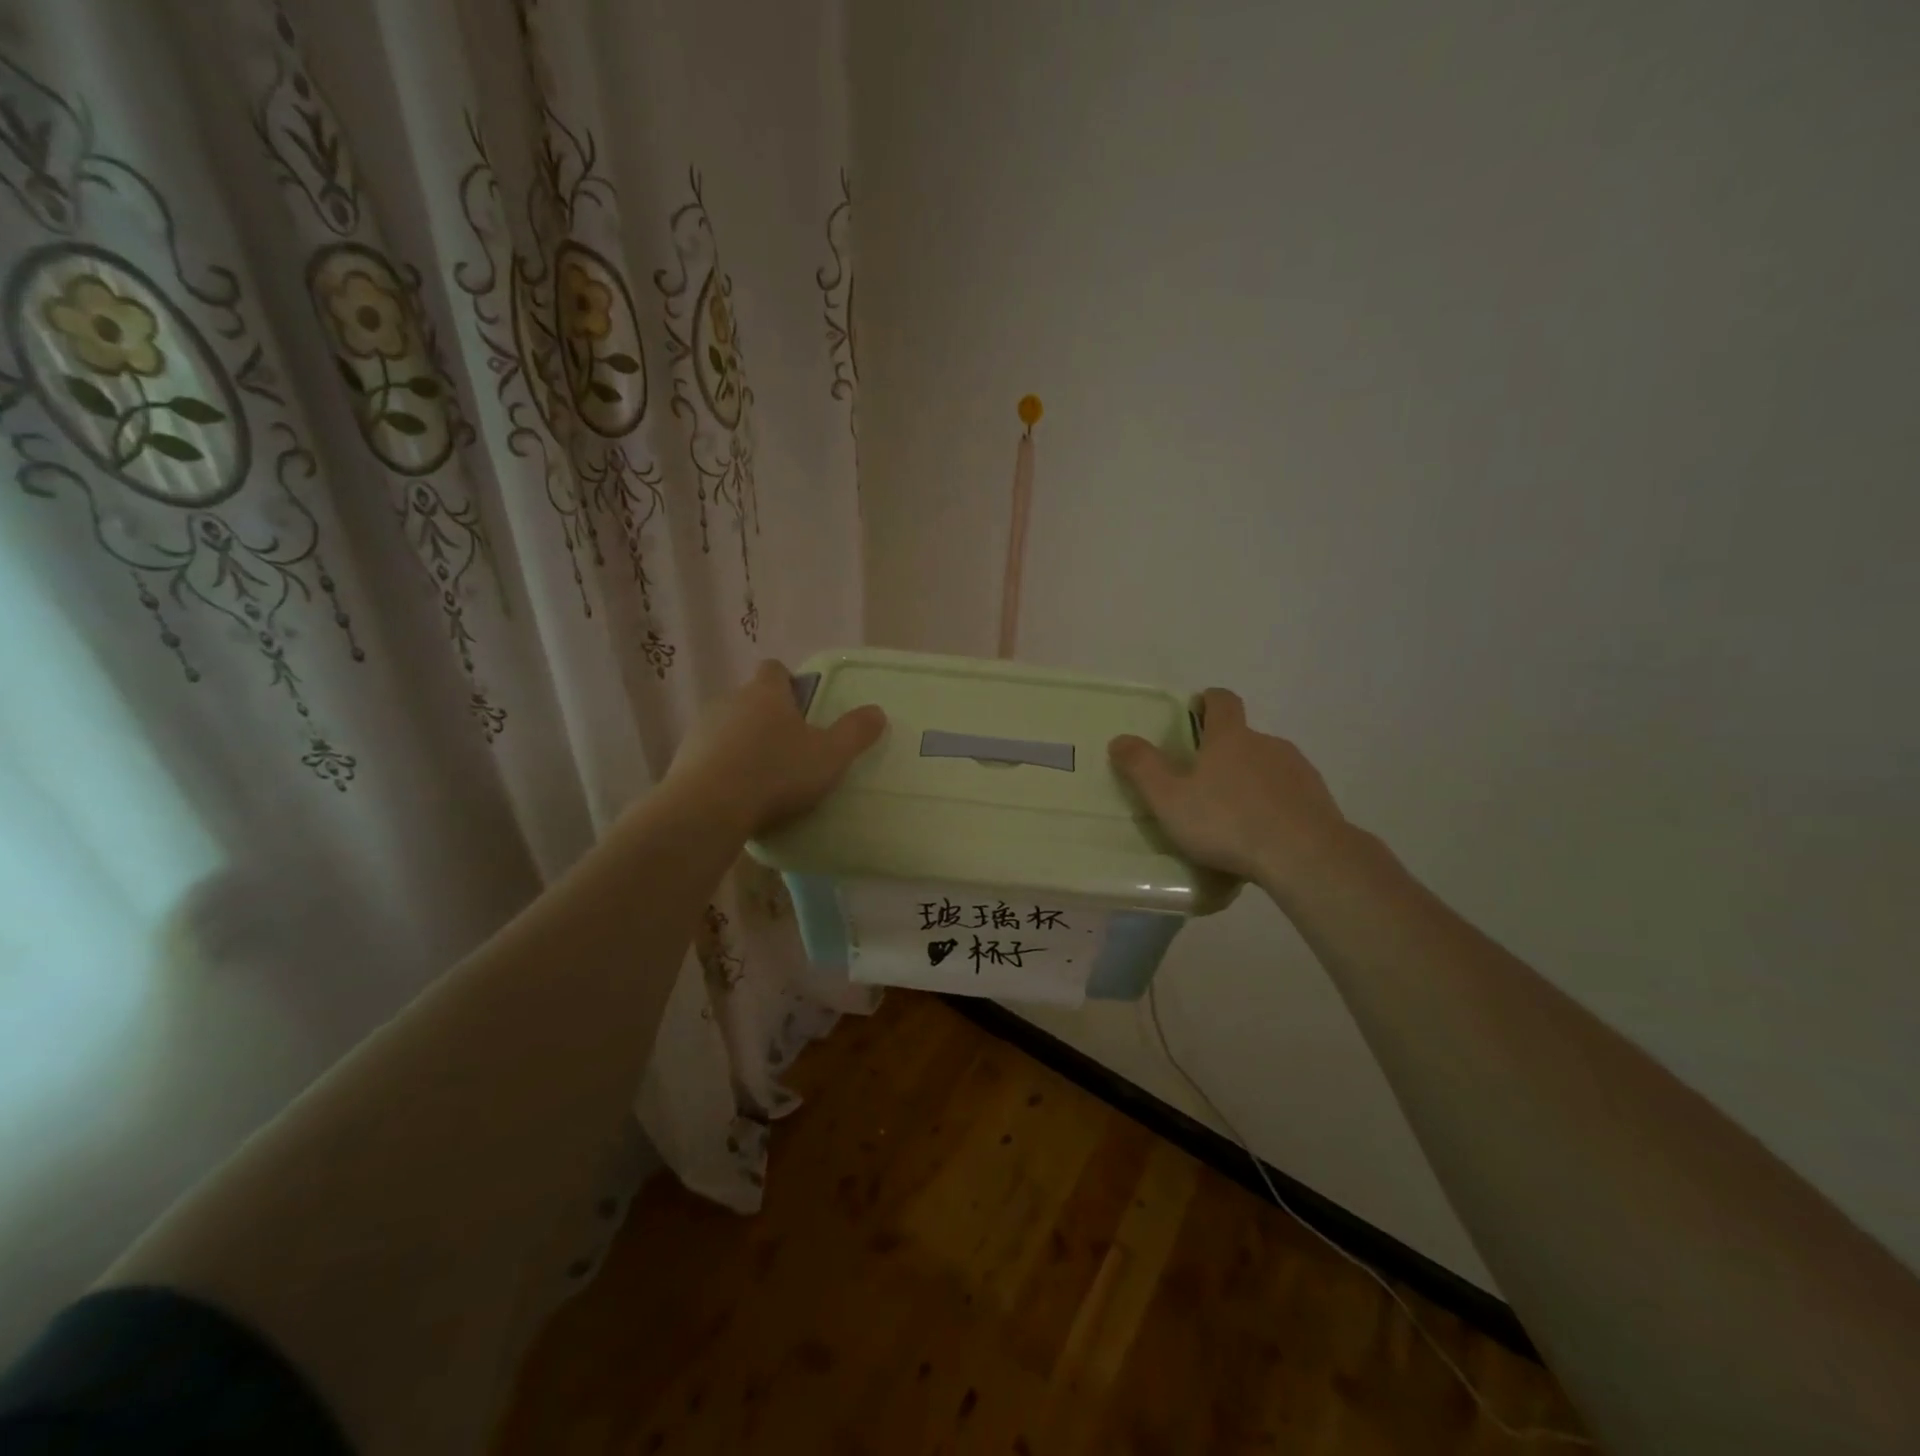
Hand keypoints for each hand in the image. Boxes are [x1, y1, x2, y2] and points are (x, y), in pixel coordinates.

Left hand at [665, 660, 886, 836]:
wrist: (708, 809)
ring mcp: (701, 730)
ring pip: (728, 728)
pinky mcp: (682, 760)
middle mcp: (730, 701)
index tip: (802, 705)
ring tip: (763, 776)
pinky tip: (738, 796)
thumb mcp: (830, 756)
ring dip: (743, 744)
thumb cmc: (776, 773)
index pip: (774, 669)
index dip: (789, 682)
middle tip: (791, 748)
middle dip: (768, 718)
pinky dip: (723, 769)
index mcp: (766, 693)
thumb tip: (877, 711)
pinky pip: (710, 757)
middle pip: (751, 699)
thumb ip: (855, 732)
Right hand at [1109, 688, 1354, 895]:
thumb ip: (1142, 767)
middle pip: (1244, 737)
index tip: (1197, 709)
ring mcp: (1297, 770)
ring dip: (1251, 780)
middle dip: (1225, 752)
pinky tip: (1264, 834)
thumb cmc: (1227, 822)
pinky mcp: (1319, 799)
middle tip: (1204, 783)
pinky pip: (1289, 794)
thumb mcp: (1169, 799)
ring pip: (1268, 766)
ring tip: (1234, 815)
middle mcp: (1267, 744)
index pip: (1222, 701)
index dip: (1208, 701)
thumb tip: (1119, 739)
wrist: (1303, 855)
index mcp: (1230, 738)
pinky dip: (1275, 805)